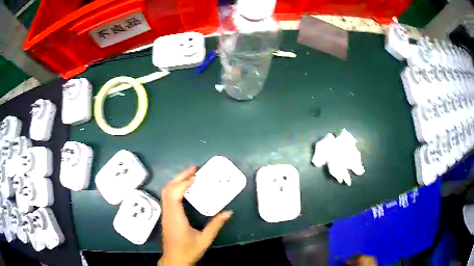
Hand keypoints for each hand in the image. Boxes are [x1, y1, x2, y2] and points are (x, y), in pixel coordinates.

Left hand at [158, 167, 232, 265]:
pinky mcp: (166, 216)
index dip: (183, 183)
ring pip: (166, 192)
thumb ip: (215, 225)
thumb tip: (228, 212)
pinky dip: (175, 188)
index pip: (174, 195)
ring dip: (176, 181)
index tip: (195, 176)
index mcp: (176, 218)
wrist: (174, 260)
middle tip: (194, 169)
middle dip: (179, 177)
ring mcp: (165, 214)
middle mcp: (168, 213)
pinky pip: (167, 197)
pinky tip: (185, 188)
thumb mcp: (204, 240)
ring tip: (190, 175)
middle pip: (168, 189)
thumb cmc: (188, 251)